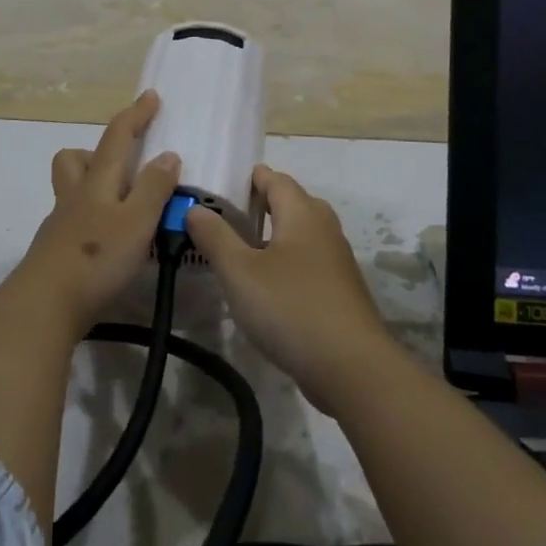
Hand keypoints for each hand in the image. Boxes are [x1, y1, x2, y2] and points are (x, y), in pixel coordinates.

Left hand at [11, 91, 182, 331]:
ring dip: (94, 184)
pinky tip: (111, 241)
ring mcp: (61, 223)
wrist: (44, 306)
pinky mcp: (56, 250)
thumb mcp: (136, 222)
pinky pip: (75, 219)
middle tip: (127, 166)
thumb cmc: (96, 259)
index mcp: (97, 182)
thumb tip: (168, 155)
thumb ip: (153, 189)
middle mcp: (75, 195)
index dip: (135, 115)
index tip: (150, 96)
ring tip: (126, 205)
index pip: (117, 137)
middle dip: (99, 151)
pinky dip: (94, 218)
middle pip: (76, 158)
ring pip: (72, 188)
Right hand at [186, 166, 394, 412]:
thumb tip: (194, 209)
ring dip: (273, 235)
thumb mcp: (239, 272)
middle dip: (262, 204)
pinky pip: (308, 262)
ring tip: (240, 249)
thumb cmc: (290, 308)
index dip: (250, 177)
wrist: (351, 368)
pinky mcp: (340, 292)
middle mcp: (324, 229)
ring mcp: (336, 261)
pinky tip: (266, 286)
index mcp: (302, 213)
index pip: (276, 179)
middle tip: (226, 216)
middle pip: (292, 203)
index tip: (221, 184)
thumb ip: (214, 237)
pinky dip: (286, 262)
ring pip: (301, 234)